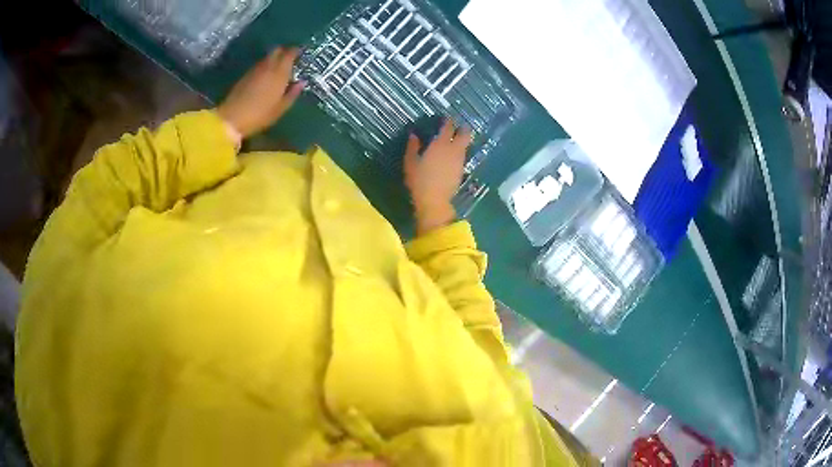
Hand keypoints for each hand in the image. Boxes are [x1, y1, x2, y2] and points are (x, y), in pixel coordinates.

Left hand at [217, 47, 304, 140]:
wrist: (232, 118)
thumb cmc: (260, 115)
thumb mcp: (280, 108)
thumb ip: (292, 93)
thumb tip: (301, 82)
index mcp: (279, 73)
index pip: (289, 54)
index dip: (295, 51)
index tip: (300, 53)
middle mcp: (268, 67)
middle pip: (277, 50)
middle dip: (284, 51)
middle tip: (289, 58)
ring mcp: (255, 70)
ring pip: (267, 57)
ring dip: (274, 58)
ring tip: (278, 67)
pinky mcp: (246, 75)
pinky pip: (259, 64)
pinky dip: (265, 65)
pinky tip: (266, 74)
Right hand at [403, 119, 472, 234]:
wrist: (434, 201)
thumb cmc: (419, 180)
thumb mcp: (410, 162)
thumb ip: (413, 146)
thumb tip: (413, 135)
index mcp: (440, 144)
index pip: (448, 127)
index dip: (448, 121)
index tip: (446, 118)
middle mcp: (453, 150)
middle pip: (465, 135)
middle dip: (463, 129)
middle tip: (460, 126)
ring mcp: (459, 161)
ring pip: (465, 146)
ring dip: (462, 141)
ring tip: (456, 140)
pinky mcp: (461, 171)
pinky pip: (462, 157)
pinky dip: (459, 153)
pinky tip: (453, 156)